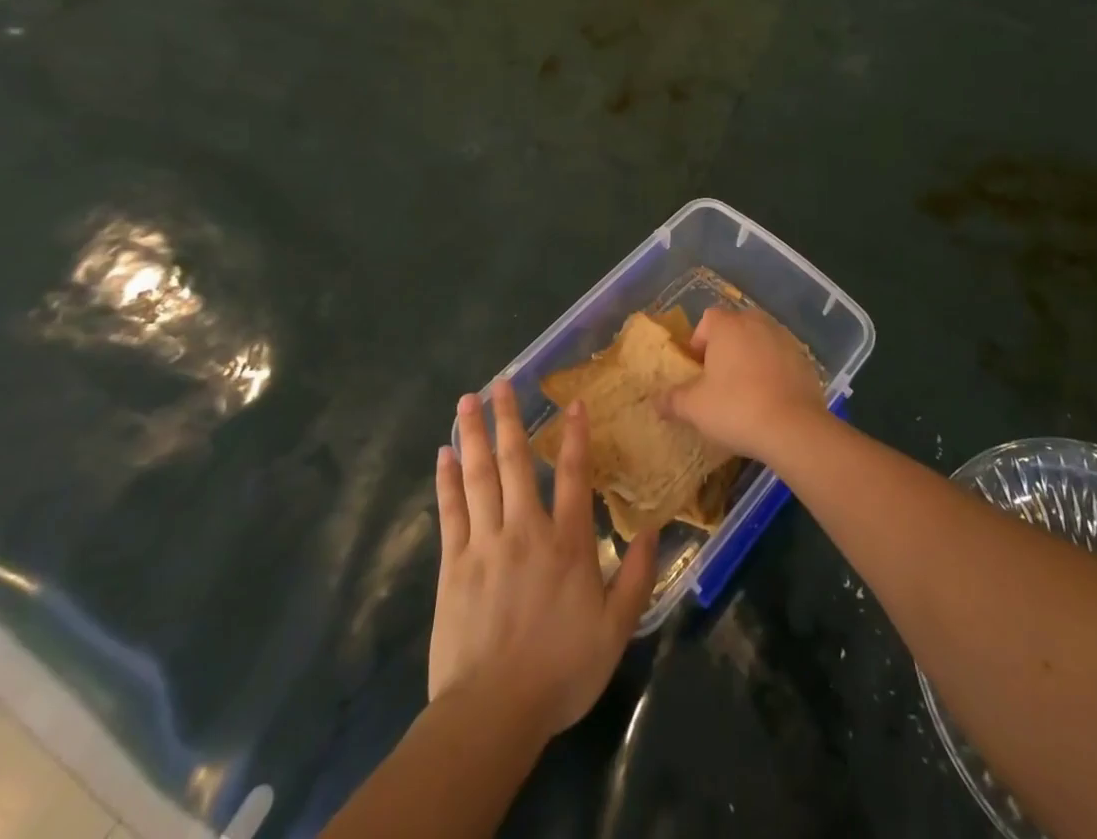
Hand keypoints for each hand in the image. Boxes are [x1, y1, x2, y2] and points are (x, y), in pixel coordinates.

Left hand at [430, 383, 658, 743]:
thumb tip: (652, 529)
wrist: (492, 714)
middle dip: (509, 418)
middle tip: (501, 382)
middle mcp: (524, 530)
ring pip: (478, 476)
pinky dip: (447, 479)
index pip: (572, 474)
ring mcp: (484, 543)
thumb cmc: (560, 670)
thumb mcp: (615, 630)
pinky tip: (444, 453)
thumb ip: (636, 577)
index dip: (574, 435)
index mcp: (566, 542)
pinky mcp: (453, 564)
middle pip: (515, 462)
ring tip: (468, 400)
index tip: (572, 402)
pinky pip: (450, 510)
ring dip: (475, 434)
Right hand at [661, 306, 826, 462]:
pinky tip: (770, 398)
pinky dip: (773, 370)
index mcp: (728, 325)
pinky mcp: (805, 359)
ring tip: (745, 390)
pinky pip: (781, 358)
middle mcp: (757, 322)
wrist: (794, 427)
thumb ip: (672, 400)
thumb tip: (656, 401)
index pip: (708, 319)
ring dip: (751, 357)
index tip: (697, 369)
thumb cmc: (736, 408)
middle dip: (726, 347)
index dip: (699, 341)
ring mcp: (785, 338)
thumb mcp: (694, 408)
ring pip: (760, 340)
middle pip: (735, 326)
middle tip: (719, 379)